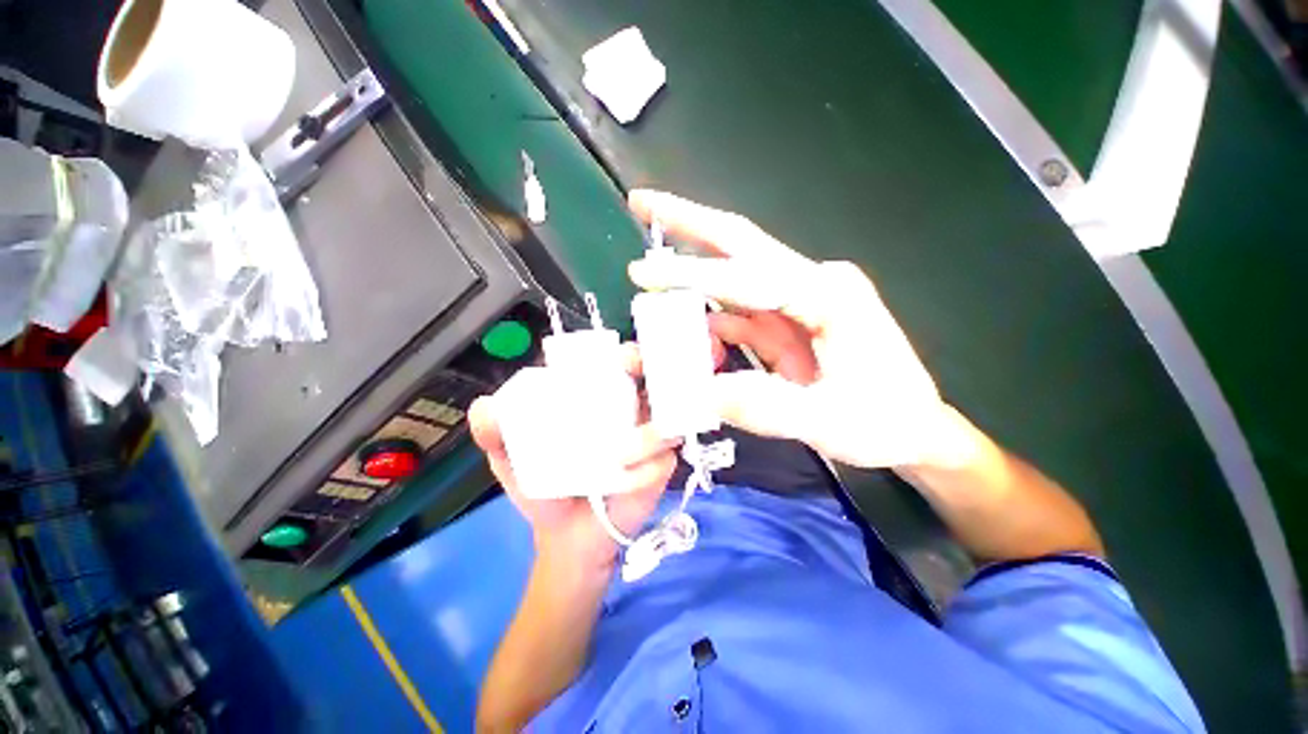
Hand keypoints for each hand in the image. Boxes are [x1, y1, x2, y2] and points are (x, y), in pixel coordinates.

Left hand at [469, 344, 679, 573]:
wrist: (567, 537)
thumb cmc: (544, 488)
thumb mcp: (513, 458)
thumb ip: (497, 434)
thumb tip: (483, 407)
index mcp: (601, 401)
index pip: (621, 367)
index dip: (628, 355)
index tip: (620, 357)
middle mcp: (630, 413)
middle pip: (654, 381)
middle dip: (650, 372)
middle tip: (635, 375)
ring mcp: (650, 439)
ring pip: (667, 418)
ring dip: (650, 432)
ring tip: (619, 455)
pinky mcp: (660, 468)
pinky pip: (662, 458)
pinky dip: (646, 466)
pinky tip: (625, 480)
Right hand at [628, 189, 963, 469]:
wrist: (915, 430)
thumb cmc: (884, 423)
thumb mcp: (826, 422)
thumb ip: (762, 407)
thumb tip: (697, 393)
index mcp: (830, 296)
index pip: (747, 275)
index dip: (691, 274)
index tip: (642, 272)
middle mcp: (814, 283)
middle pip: (742, 243)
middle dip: (690, 222)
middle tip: (642, 201)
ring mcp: (800, 300)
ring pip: (735, 275)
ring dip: (692, 272)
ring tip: (650, 272)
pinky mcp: (789, 321)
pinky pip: (740, 312)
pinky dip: (709, 315)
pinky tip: (686, 324)